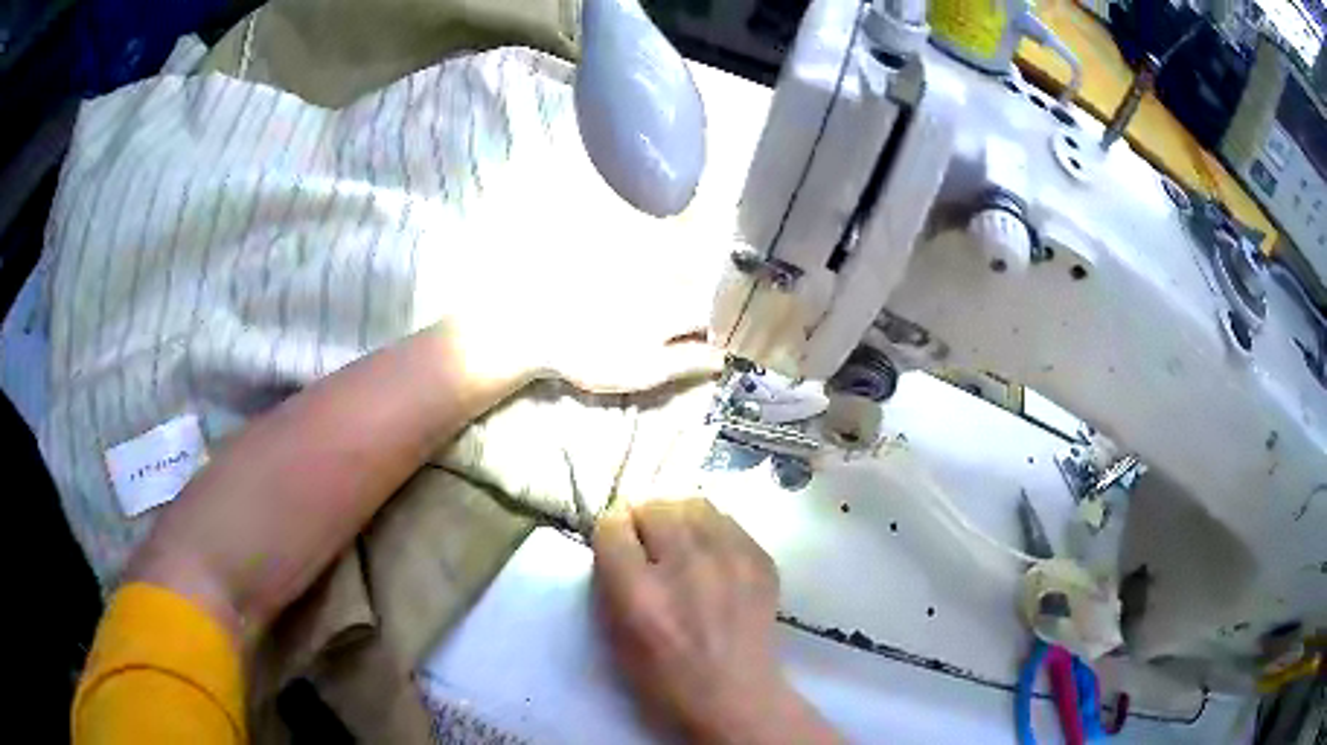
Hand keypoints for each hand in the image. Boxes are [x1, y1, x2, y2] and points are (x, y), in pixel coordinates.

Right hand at [592, 498, 838, 743]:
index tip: (617, 541)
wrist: (737, 697)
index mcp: (640, 594)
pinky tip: (712, 556)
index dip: (611, 531)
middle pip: (654, 506)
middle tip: (648, 541)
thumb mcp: (616, 637)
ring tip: (680, 541)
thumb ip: (612, 582)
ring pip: (694, 503)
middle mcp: (684, 567)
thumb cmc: (665, 680)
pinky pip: (727, 521)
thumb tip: (619, 538)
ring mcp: (729, 560)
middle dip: (643, 519)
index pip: (612, 527)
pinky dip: (712, 530)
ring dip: (678, 517)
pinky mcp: (760, 560)